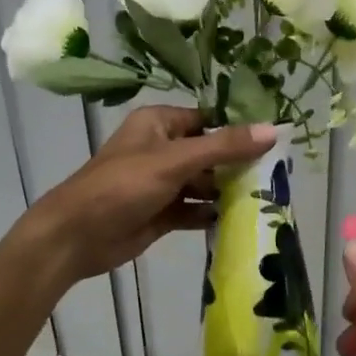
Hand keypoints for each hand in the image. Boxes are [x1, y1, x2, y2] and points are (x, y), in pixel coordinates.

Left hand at [20, 107, 275, 286]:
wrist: (76, 237)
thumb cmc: (122, 186)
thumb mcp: (175, 161)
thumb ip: (224, 146)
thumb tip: (273, 130)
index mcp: (160, 124)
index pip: (209, 119)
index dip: (239, 129)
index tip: (277, 140)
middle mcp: (162, 148)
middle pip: (210, 152)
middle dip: (238, 164)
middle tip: (278, 175)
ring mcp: (162, 183)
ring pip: (204, 183)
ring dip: (228, 191)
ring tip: (267, 200)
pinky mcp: (162, 213)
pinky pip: (194, 209)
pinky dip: (212, 214)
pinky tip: (241, 221)